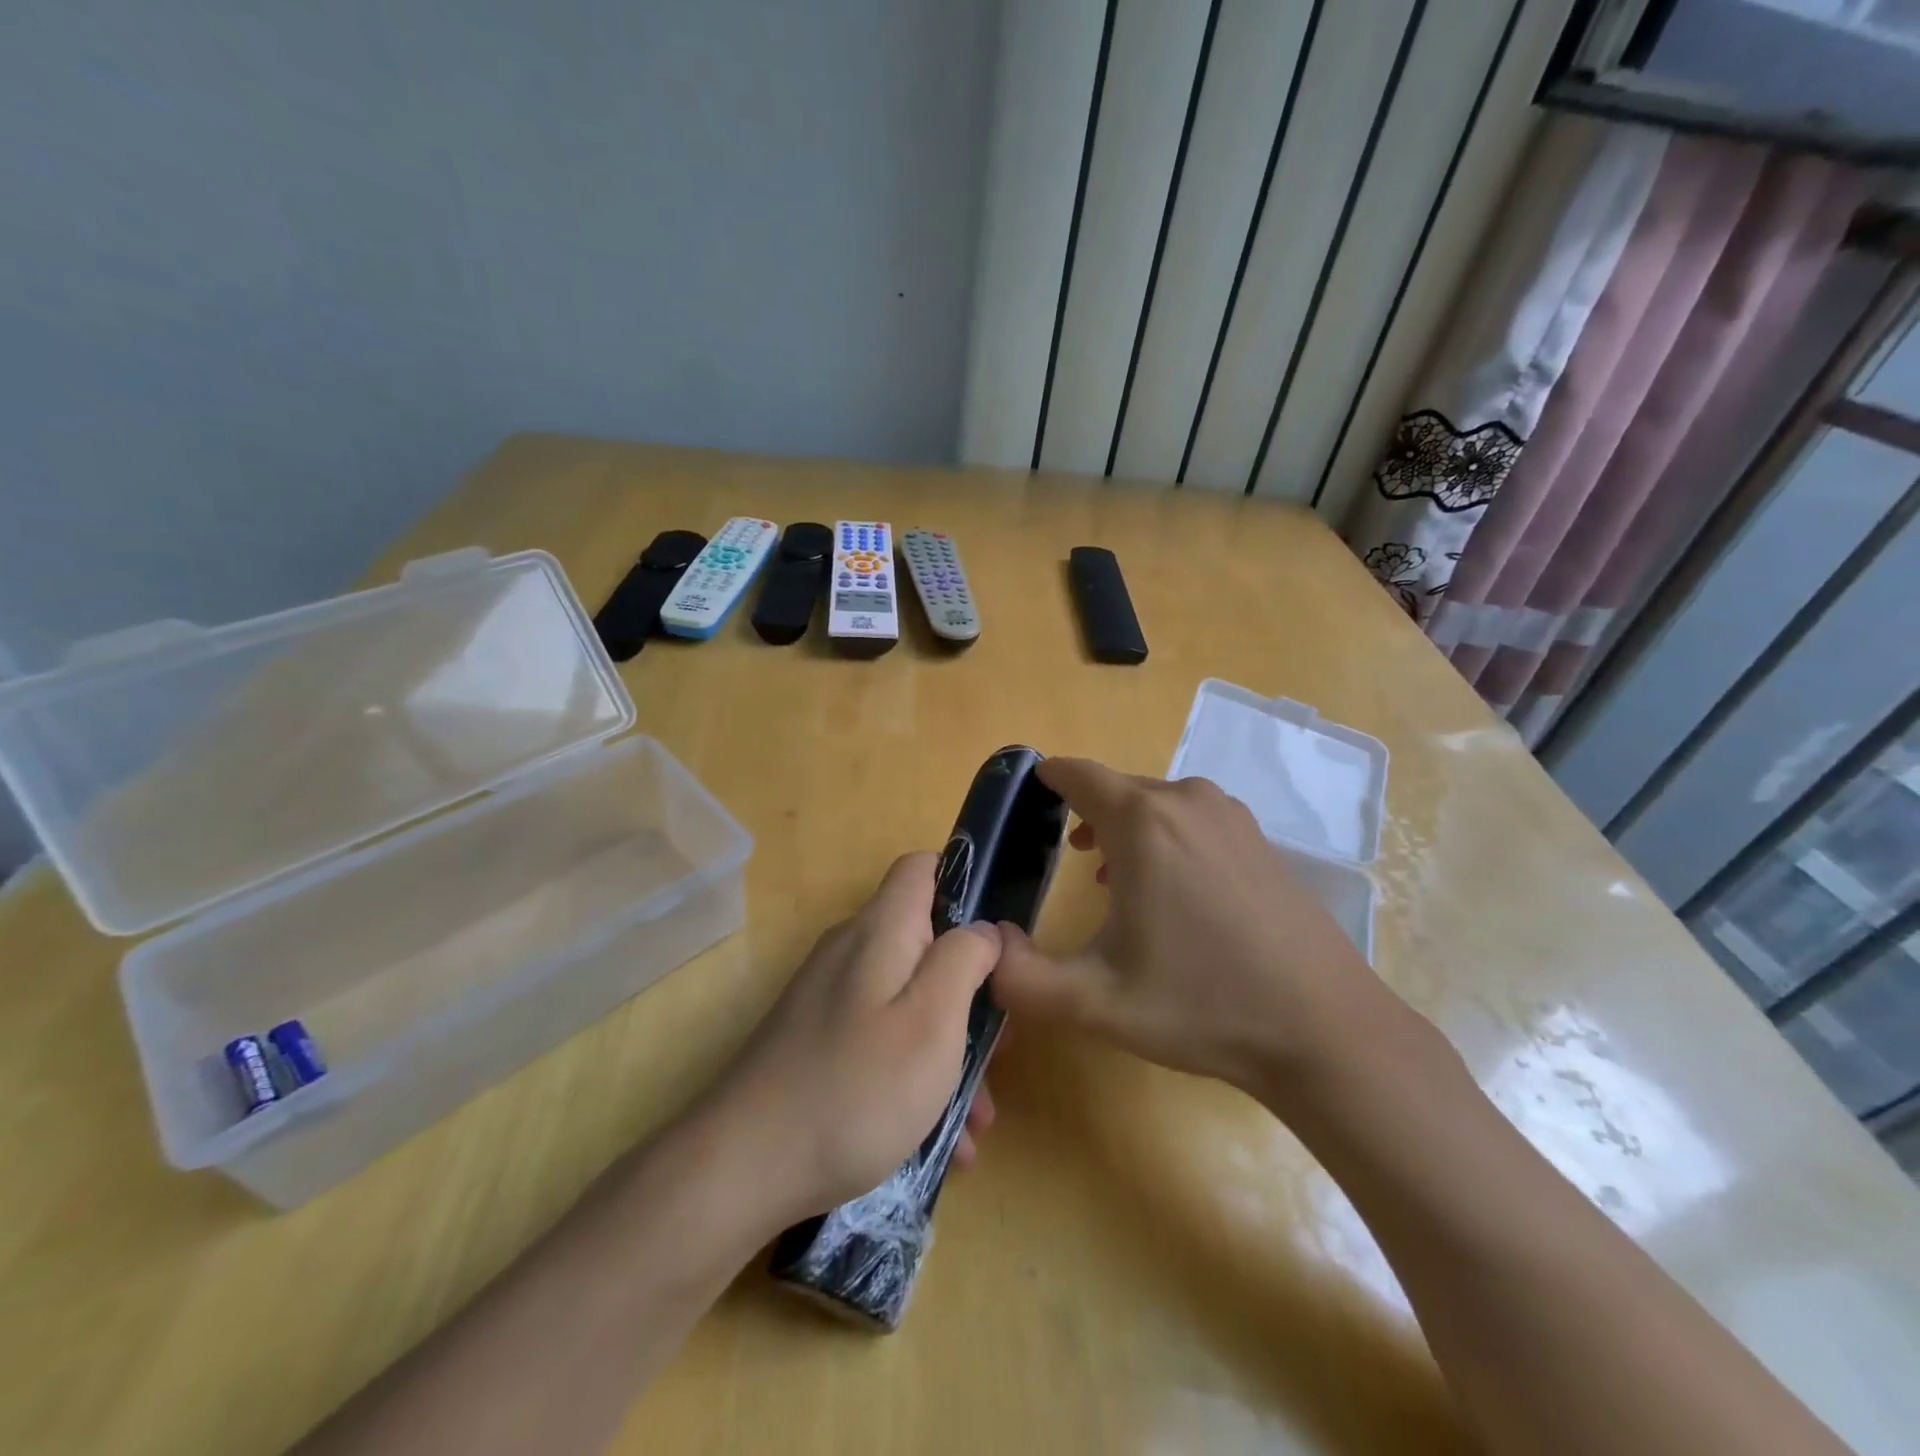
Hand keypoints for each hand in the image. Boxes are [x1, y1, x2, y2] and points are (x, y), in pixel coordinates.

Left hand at [704, 852, 1001, 1226]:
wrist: (741, 1168)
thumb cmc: (856, 1088)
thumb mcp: (932, 1020)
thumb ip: (964, 959)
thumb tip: (984, 929)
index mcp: (880, 930)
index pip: (922, 867)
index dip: (966, 885)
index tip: (999, 940)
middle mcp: (852, 951)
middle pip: (925, 943)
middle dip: (968, 991)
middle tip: (998, 1048)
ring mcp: (831, 998)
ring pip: (908, 1000)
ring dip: (949, 1048)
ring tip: (976, 1120)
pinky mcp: (818, 1040)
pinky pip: (881, 1039)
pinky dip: (914, 1075)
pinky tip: (938, 1139)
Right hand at [991, 758, 1418, 1105]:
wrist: (1324, 1029)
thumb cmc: (1202, 1005)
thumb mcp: (1095, 1002)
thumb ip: (1021, 978)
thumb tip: (984, 948)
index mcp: (1143, 822)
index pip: (1076, 774)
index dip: (1044, 780)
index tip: (1024, 799)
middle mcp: (1186, 801)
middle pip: (1115, 789)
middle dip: (1082, 813)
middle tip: (1058, 856)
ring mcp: (1231, 817)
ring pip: (1156, 803)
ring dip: (1123, 827)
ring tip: (1103, 872)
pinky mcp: (1259, 839)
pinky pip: (1192, 818)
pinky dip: (1164, 836)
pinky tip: (1166, 887)